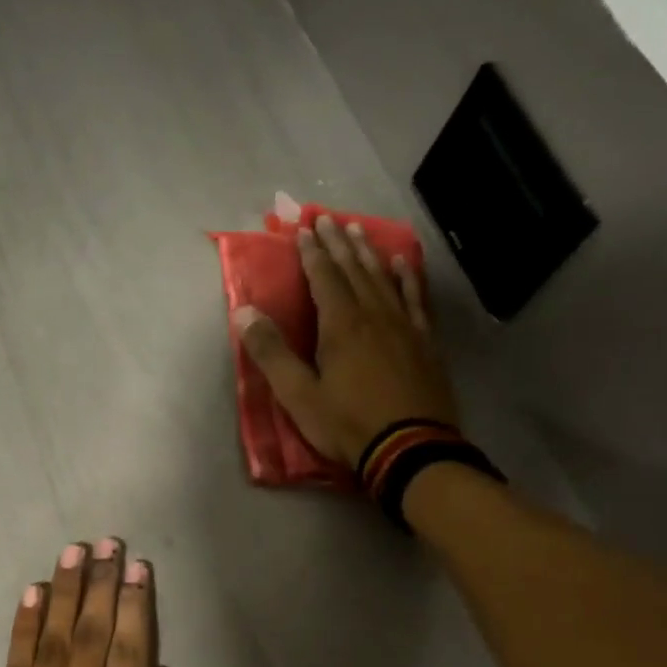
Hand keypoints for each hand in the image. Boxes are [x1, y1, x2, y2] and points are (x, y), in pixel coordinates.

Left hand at [0, 538, 179, 666]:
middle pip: (93, 636)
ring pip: (54, 641)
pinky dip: (25, 628)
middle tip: (109, 541)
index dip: (137, 606)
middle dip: (103, 584)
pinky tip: (33, 595)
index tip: (139, 567)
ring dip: (65, 592)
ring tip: (75, 552)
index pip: (132, 654)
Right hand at [233, 213, 459, 467]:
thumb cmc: (348, 424)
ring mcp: (403, 326)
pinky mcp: (424, 341)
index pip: (323, 277)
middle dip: (337, 243)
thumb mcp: (298, 395)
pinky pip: (415, 299)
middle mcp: (373, 314)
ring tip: (358, 230)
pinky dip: (407, 277)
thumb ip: (271, 353)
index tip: (303, 229)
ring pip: (383, 278)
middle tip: (328, 218)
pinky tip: (403, 263)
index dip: (311, 252)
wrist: (410, 448)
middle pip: (353, 269)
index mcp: (340, 325)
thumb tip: (243, 312)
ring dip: (368, 253)